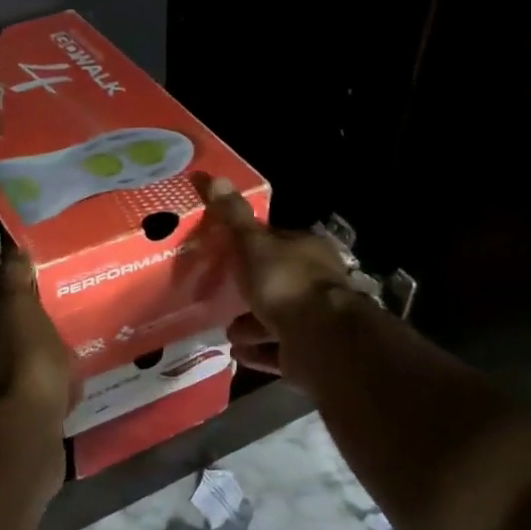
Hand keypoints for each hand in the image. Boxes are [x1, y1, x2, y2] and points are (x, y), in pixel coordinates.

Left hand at [0, 249, 74, 442]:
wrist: (25, 435)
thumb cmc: (20, 365)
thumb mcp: (20, 311)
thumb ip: (14, 281)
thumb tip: (10, 248)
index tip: (9, 316)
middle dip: (7, 353)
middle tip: (40, 344)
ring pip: (5, 390)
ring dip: (25, 382)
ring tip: (59, 373)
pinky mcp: (6, 442)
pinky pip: (24, 417)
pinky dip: (39, 409)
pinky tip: (63, 405)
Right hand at [205, 178, 358, 381]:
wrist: (319, 338)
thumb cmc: (285, 283)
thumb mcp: (253, 244)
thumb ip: (233, 217)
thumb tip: (211, 176)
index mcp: (306, 251)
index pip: (275, 242)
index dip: (249, 246)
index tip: (225, 254)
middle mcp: (313, 283)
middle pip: (274, 283)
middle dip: (249, 291)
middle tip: (219, 296)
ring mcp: (312, 320)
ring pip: (275, 320)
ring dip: (250, 325)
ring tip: (225, 330)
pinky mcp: (307, 352)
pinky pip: (276, 350)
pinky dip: (257, 351)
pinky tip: (236, 353)